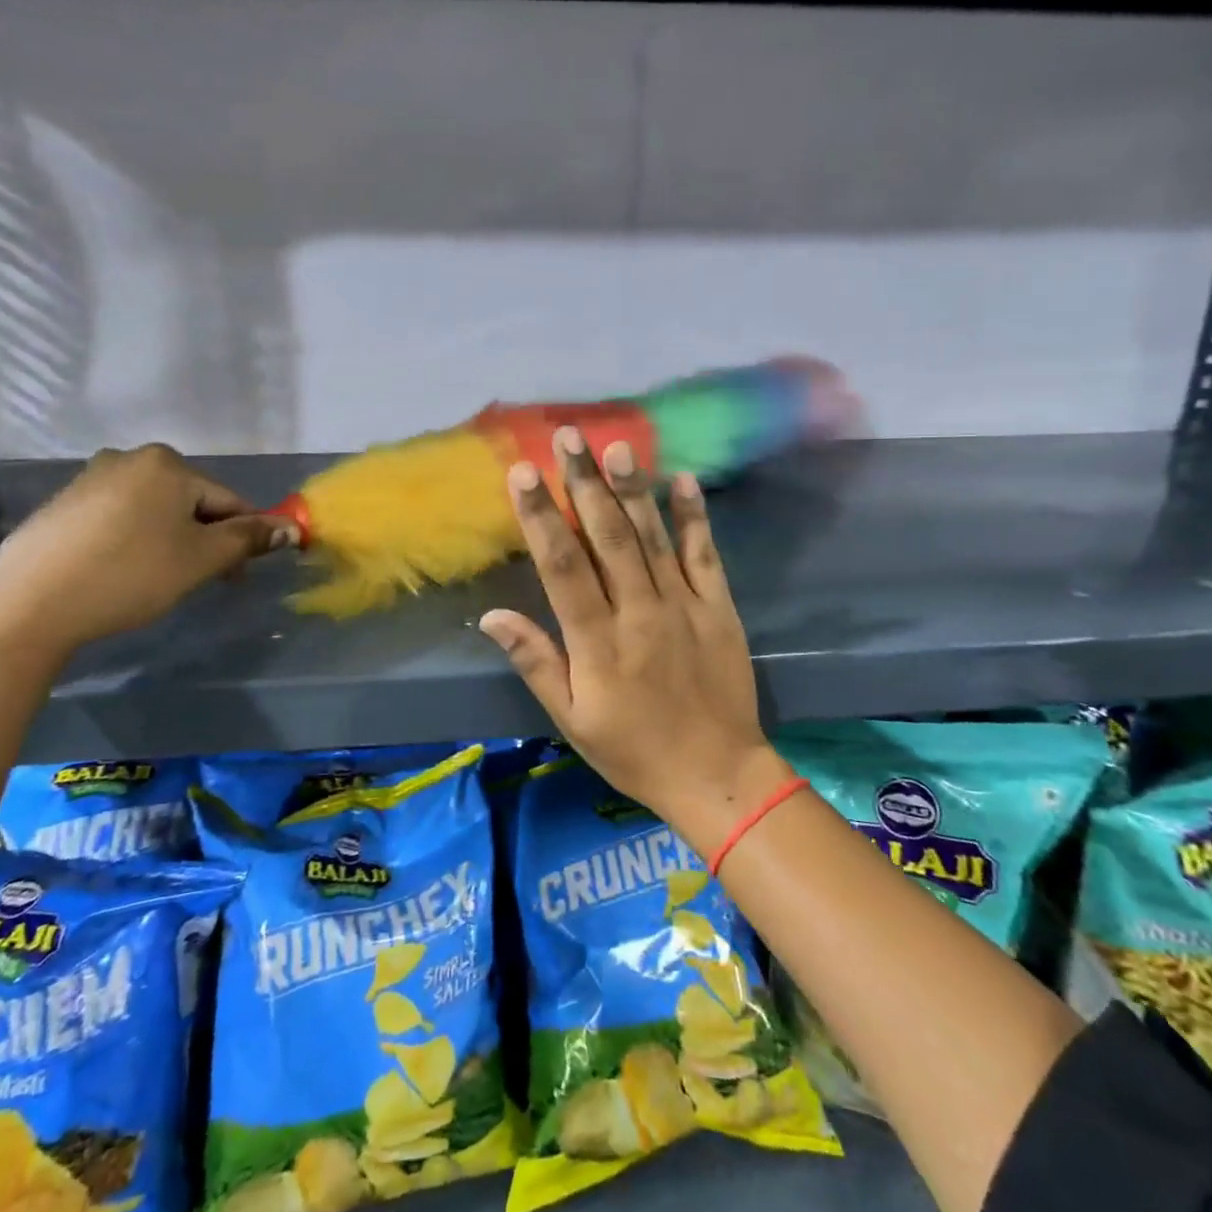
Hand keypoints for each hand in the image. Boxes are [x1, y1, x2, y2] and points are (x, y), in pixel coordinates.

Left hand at [0, 444, 290, 656]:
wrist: (30, 606)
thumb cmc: (131, 575)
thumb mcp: (202, 559)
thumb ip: (249, 539)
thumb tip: (293, 528)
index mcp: (168, 464)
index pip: (228, 501)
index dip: (243, 538)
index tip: (238, 575)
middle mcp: (129, 458)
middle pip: (191, 502)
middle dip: (204, 538)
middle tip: (200, 580)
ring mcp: (90, 478)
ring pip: (155, 510)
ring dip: (171, 540)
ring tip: (160, 579)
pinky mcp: (62, 504)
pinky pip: (119, 518)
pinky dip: (134, 540)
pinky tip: (123, 571)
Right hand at [479, 427, 791, 856]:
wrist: (717, 774)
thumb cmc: (633, 750)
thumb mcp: (571, 719)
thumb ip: (535, 662)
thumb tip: (492, 615)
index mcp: (597, 641)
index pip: (562, 566)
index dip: (540, 516)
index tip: (524, 472)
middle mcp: (639, 612)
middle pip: (607, 538)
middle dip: (584, 484)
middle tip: (568, 436)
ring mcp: (683, 605)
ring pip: (652, 537)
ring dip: (633, 489)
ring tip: (616, 446)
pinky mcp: (719, 607)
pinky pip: (704, 554)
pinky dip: (694, 517)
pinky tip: (683, 480)